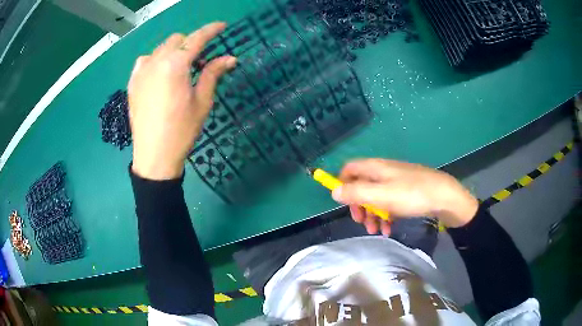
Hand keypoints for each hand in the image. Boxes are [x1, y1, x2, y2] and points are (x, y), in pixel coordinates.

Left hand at [128, 22, 236, 179]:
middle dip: (191, 43)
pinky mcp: (132, 83)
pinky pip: (145, 60)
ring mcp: (141, 71)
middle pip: (177, 39)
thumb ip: (213, 74)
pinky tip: (160, 73)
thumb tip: (229, 58)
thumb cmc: (182, 130)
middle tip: (201, 60)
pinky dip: (156, 60)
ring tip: (180, 68)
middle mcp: (156, 61)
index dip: (211, 30)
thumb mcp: (202, 101)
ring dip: (173, 51)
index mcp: (175, 65)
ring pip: (160, 48)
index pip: (197, 38)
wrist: (154, 156)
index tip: (222, 26)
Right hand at [332, 159, 478, 234]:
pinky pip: (389, 203)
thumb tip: (333, 191)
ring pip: (375, 197)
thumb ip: (356, 193)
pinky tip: (389, 229)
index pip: (349, 169)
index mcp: (375, 168)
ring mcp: (395, 182)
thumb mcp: (381, 195)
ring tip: (376, 230)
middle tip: (361, 221)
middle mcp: (383, 172)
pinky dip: (385, 215)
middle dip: (358, 205)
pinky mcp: (405, 192)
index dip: (342, 183)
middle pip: (361, 186)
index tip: (343, 202)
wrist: (445, 196)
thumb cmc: (412, 194)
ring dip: (372, 214)